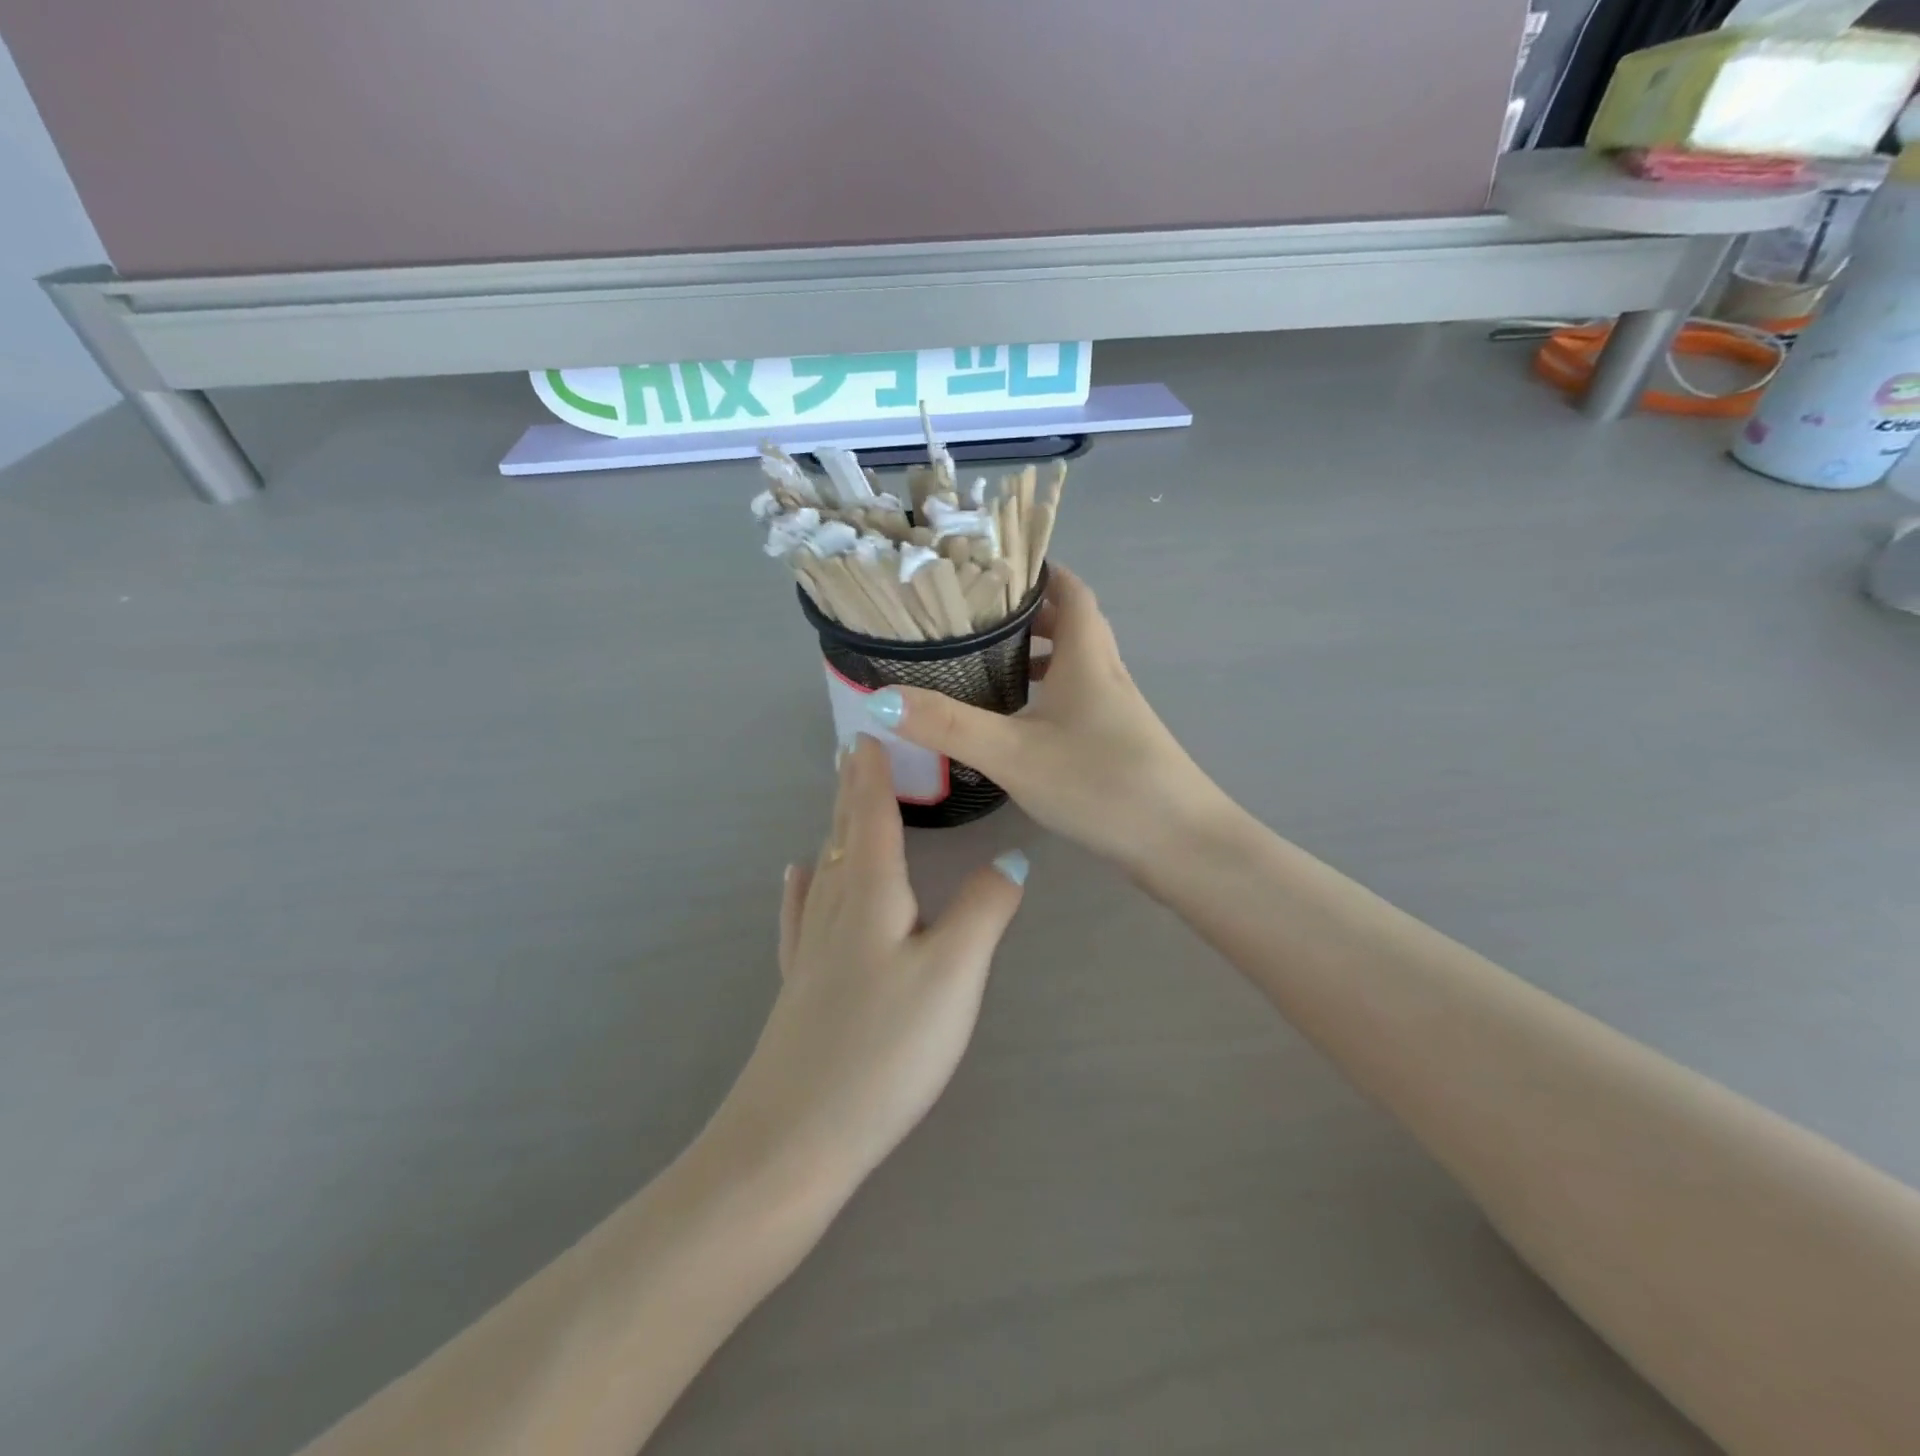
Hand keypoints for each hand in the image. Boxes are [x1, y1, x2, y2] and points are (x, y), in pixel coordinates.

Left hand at [709, 735, 1027, 1200]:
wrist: (795, 1136)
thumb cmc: (885, 1048)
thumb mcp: (955, 975)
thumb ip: (985, 909)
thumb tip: (1012, 858)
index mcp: (870, 893)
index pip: (872, 813)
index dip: (873, 771)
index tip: (869, 728)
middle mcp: (834, 906)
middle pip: (844, 831)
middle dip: (852, 788)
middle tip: (854, 748)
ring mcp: (810, 945)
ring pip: (825, 864)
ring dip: (836, 824)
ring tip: (840, 796)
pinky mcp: (800, 981)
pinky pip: (801, 909)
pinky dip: (804, 881)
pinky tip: (797, 874)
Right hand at [869, 566, 1229, 875]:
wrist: (1179, 843)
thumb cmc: (1100, 783)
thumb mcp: (1014, 753)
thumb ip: (948, 726)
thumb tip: (880, 699)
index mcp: (1088, 657)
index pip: (1070, 590)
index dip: (1040, 571)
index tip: (997, 567)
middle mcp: (1107, 674)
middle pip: (1074, 624)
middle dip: (1030, 614)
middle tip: (979, 619)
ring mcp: (1118, 710)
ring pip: (1076, 665)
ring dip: (1040, 656)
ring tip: (990, 667)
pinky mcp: (1120, 742)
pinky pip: (1079, 700)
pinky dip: (1049, 695)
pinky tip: (1021, 725)